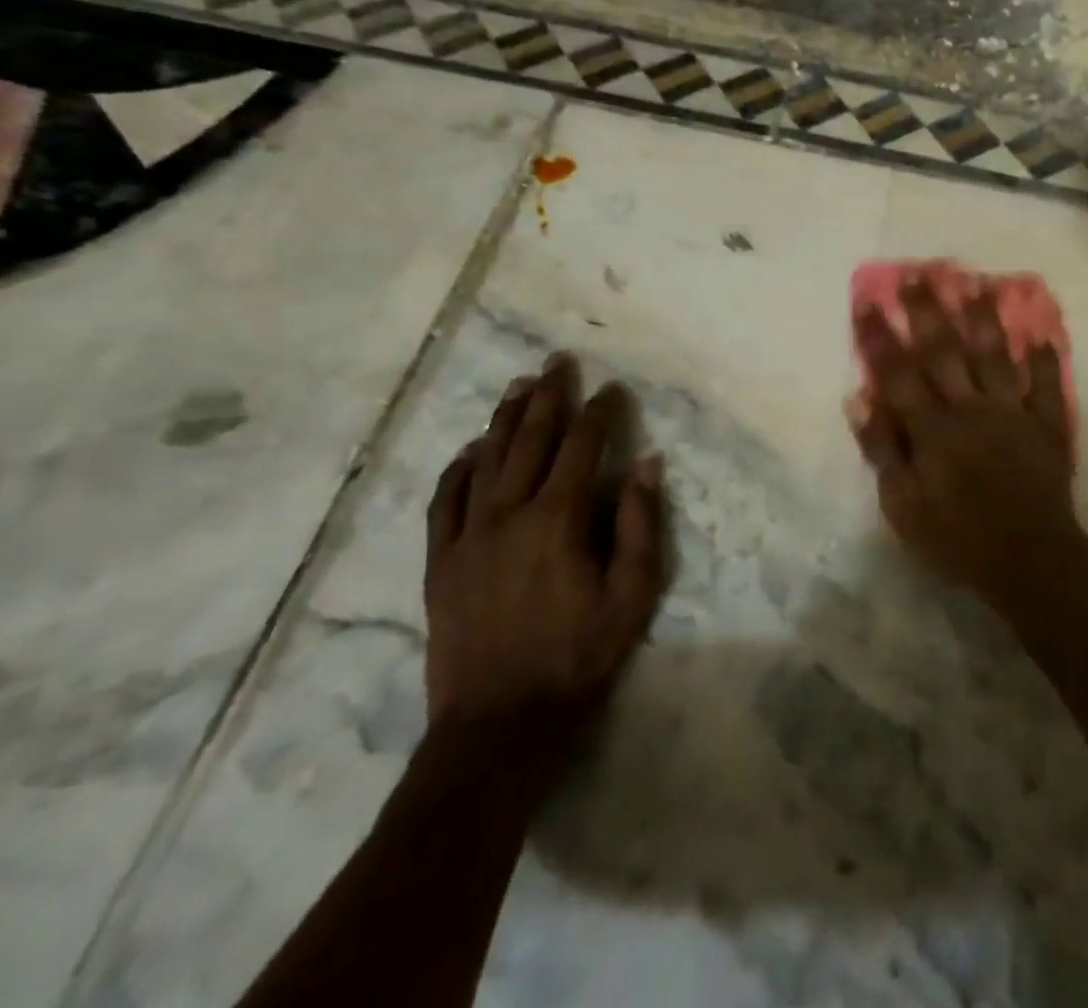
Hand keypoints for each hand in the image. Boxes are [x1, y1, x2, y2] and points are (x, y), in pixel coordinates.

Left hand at [423, 354, 664, 738]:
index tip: (613, 389)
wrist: (498, 726)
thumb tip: (646, 463)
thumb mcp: (632, 595)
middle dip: (548, 397)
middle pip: (529, 441)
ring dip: (503, 419)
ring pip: (486, 461)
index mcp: (558, 520)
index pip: (582, 448)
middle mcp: (508, 514)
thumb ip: (640, 524)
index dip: (599, 413)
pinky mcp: (440, 563)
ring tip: (517, 385)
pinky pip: (444, 502)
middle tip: (557, 362)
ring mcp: (467, 537)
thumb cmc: (578, 659)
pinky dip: (457, 470)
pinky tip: (469, 450)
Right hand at [848, 279, 1083, 615]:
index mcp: (933, 429)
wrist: (1030, 562)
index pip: (899, 373)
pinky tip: (1040, 335)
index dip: (880, 337)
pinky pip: (1045, 387)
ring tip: (975, 283)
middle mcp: (971, 409)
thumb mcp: (903, 507)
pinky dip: (1044, 361)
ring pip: (995, 356)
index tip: (867, 300)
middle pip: (945, 352)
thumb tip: (859, 398)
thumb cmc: (957, 539)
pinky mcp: (1046, 426)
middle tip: (918, 273)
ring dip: (984, 319)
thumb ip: (883, 450)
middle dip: (928, 311)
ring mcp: (1013, 414)